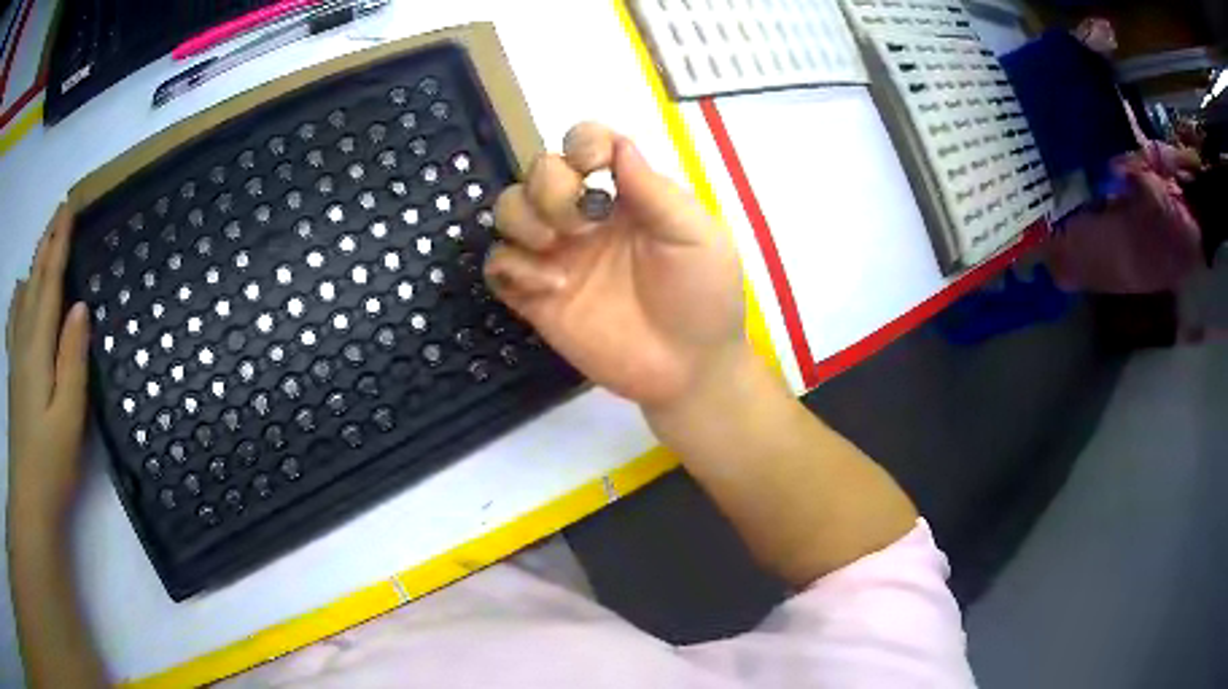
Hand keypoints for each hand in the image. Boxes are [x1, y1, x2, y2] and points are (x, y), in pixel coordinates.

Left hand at [7, 205, 90, 534]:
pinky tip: (20, 291)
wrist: (27, 499)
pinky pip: (14, 318)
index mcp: (37, 348)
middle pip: (34, 280)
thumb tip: (80, 306)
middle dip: (47, 243)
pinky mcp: (13, 372)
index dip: (59, 244)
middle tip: (61, 212)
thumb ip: (73, 361)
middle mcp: (23, 341)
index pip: (49, 282)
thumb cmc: (49, 464)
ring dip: (34, 264)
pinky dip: (19, 295)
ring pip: (23, 295)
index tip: (70, 208)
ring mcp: (15, 356)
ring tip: (44, 244)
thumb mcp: (68, 418)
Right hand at [485, 122, 745, 409]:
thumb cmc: (703, 296)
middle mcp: (584, 216)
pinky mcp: (536, 296)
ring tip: (556, 250)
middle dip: (551, 188)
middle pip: (539, 171)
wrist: (688, 369)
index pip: (586, 144)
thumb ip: (655, 192)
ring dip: (523, 220)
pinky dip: (512, 267)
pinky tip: (550, 289)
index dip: (582, 144)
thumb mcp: (695, 237)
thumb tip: (618, 145)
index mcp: (624, 195)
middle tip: (581, 227)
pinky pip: (499, 265)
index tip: (595, 169)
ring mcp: (558, 255)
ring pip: (509, 210)